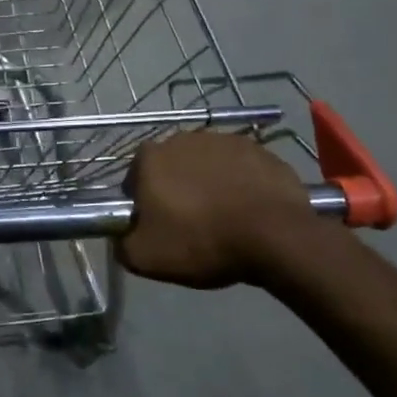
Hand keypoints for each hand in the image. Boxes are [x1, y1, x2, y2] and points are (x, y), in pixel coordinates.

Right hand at [116, 132, 320, 290]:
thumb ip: (121, 243)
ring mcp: (224, 140)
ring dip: (209, 185)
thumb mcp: (146, 258)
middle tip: (191, 224)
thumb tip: (120, 235)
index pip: (135, 178)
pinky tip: (249, 210)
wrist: (275, 236)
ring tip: (224, 218)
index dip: (143, 203)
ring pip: (206, 166)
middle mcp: (183, 138)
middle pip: (171, 167)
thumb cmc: (203, 241)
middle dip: (176, 190)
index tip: (158, 226)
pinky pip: (240, 168)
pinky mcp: (258, 150)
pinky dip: (240, 184)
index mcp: (151, 157)